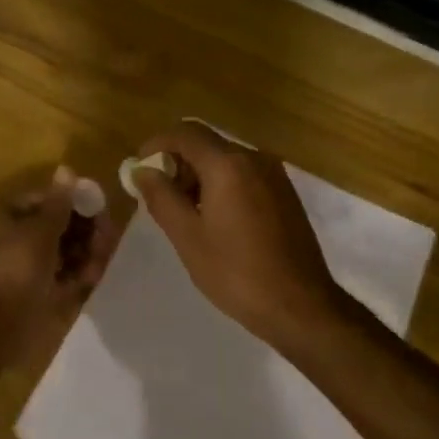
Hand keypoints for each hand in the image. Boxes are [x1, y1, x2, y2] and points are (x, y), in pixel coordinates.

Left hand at [0, 165, 117, 361]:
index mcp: (13, 217)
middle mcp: (23, 240)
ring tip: (103, 253)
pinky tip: (97, 271)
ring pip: (70, 251)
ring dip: (89, 249)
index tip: (100, 206)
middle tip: (106, 233)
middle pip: (63, 226)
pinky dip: (85, 271)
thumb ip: (60, 203)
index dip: (74, 201)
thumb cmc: (13, 268)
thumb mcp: (39, 230)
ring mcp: (36, 268)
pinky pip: (72, 276)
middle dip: (86, 227)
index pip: (49, 200)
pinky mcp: (48, 294)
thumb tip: (67, 169)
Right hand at [129, 122, 347, 353]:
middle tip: (159, 197)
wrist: (300, 305)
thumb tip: (142, 171)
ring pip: (226, 160)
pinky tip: (214, 219)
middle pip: (206, 144)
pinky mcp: (285, 193)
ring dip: (199, 176)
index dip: (156, 144)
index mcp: (228, 165)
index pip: (185, 133)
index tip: (139, 169)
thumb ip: (161, 197)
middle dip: (177, 163)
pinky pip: (244, 175)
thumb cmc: (236, 273)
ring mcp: (275, 175)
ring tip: (184, 213)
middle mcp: (254, 159)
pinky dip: (222, 185)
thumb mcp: (187, 237)